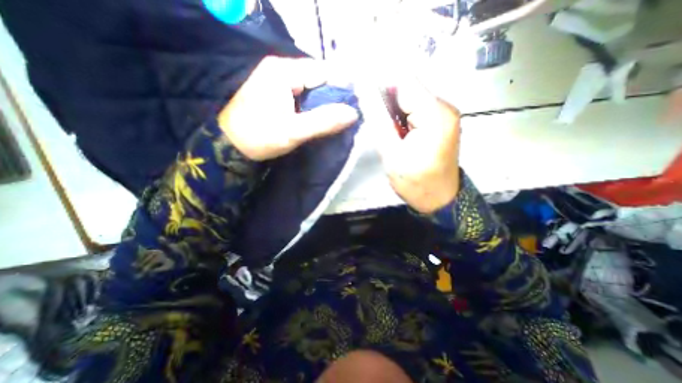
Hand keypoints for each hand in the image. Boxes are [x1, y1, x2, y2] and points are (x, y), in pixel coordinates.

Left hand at [219, 55, 358, 159]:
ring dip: (324, 102)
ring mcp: (277, 79)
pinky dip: (313, 105)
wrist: (229, 146)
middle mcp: (280, 69)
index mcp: (283, 72)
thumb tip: (352, 114)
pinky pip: (302, 95)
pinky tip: (320, 117)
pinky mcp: (276, 92)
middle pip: (317, 78)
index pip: (323, 72)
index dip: (341, 88)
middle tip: (347, 115)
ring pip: (311, 87)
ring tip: (337, 118)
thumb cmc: (259, 137)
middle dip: (333, 96)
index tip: (355, 105)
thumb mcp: (293, 131)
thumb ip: (324, 121)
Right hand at [364, 78, 460, 215]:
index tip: (360, 88)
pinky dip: (403, 115)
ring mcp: (445, 113)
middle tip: (374, 120)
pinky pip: (417, 108)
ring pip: (412, 98)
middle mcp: (444, 107)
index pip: (403, 80)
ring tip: (387, 130)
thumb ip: (378, 118)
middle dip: (386, 98)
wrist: (439, 199)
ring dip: (394, 109)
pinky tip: (397, 131)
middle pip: (409, 87)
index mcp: (434, 113)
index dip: (379, 81)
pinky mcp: (442, 121)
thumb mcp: (391, 153)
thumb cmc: (415, 182)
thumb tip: (363, 88)